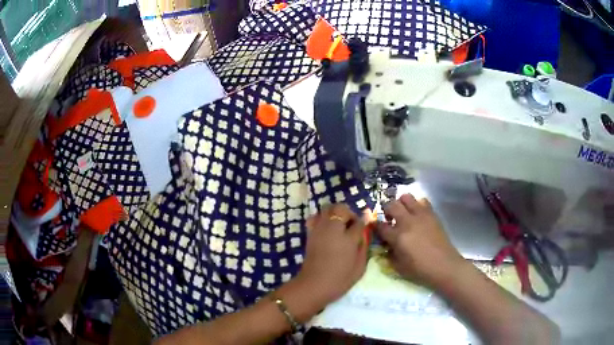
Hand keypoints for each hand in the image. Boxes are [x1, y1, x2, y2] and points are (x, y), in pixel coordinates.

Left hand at [285, 204, 367, 318]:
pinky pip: (315, 217)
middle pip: (340, 208)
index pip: (358, 222)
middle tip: (351, 226)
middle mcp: (333, 229)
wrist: (314, 285)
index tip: (363, 229)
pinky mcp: (310, 233)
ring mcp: (319, 229)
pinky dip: (321, 218)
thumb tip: (364, 234)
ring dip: (335, 213)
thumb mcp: (359, 267)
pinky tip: (326, 230)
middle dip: (348, 213)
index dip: (362, 224)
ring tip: (338, 226)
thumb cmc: (340, 280)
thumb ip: (363, 247)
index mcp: (348, 238)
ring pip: (327, 208)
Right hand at [376, 194, 466, 289]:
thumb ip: (389, 254)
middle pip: (391, 204)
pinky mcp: (432, 214)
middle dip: (387, 210)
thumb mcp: (398, 267)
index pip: (380, 225)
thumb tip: (386, 245)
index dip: (375, 226)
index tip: (376, 228)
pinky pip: (422, 201)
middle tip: (390, 218)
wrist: (443, 265)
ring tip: (404, 213)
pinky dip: (417, 205)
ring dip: (402, 203)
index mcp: (397, 237)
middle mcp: (407, 222)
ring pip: (406, 197)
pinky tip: (418, 215)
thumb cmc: (420, 269)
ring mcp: (421, 215)